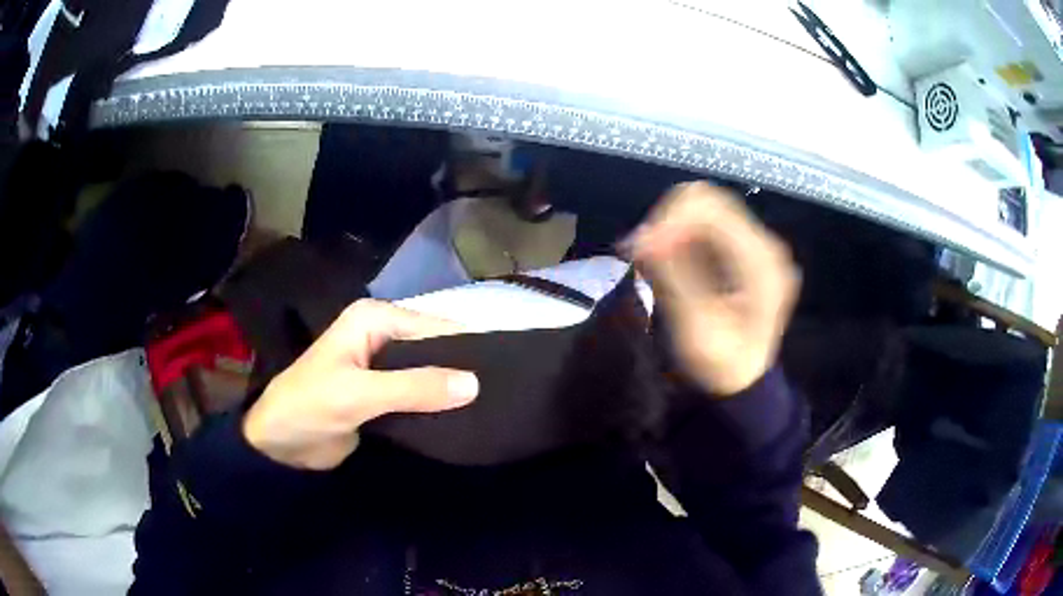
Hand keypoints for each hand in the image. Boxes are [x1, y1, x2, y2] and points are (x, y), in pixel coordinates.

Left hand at [243, 300, 479, 469]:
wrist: (278, 444)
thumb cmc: (309, 407)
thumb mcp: (359, 394)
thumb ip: (414, 388)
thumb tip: (474, 383)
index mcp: (374, 319)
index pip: (432, 326)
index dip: (466, 345)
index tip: (505, 369)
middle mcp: (381, 335)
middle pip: (433, 347)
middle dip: (461, 367)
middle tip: (502, 391)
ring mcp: (382, 366)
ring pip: (428, 372)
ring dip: (451, 388)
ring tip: (493, 405)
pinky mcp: (383, 394)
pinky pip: (418, 395)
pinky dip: (437, 404)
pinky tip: (464, 416)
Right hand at [628, 182, 798, 395]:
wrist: (745, 383)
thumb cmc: (724, 365)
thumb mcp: (698, 330)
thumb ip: (673, 278)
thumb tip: (639, 237)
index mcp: (761, 259)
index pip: (710, 207)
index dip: (669, 218)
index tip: (638, 249)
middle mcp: (762, 243)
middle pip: (706, 201)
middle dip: (667, 221)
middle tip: (641, 254)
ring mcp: (753, 245)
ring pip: (702, 210)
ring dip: (670, 229)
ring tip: (650, 261)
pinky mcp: (741, 252)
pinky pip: (704, 227)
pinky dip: (678, 238)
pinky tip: (665, 263)